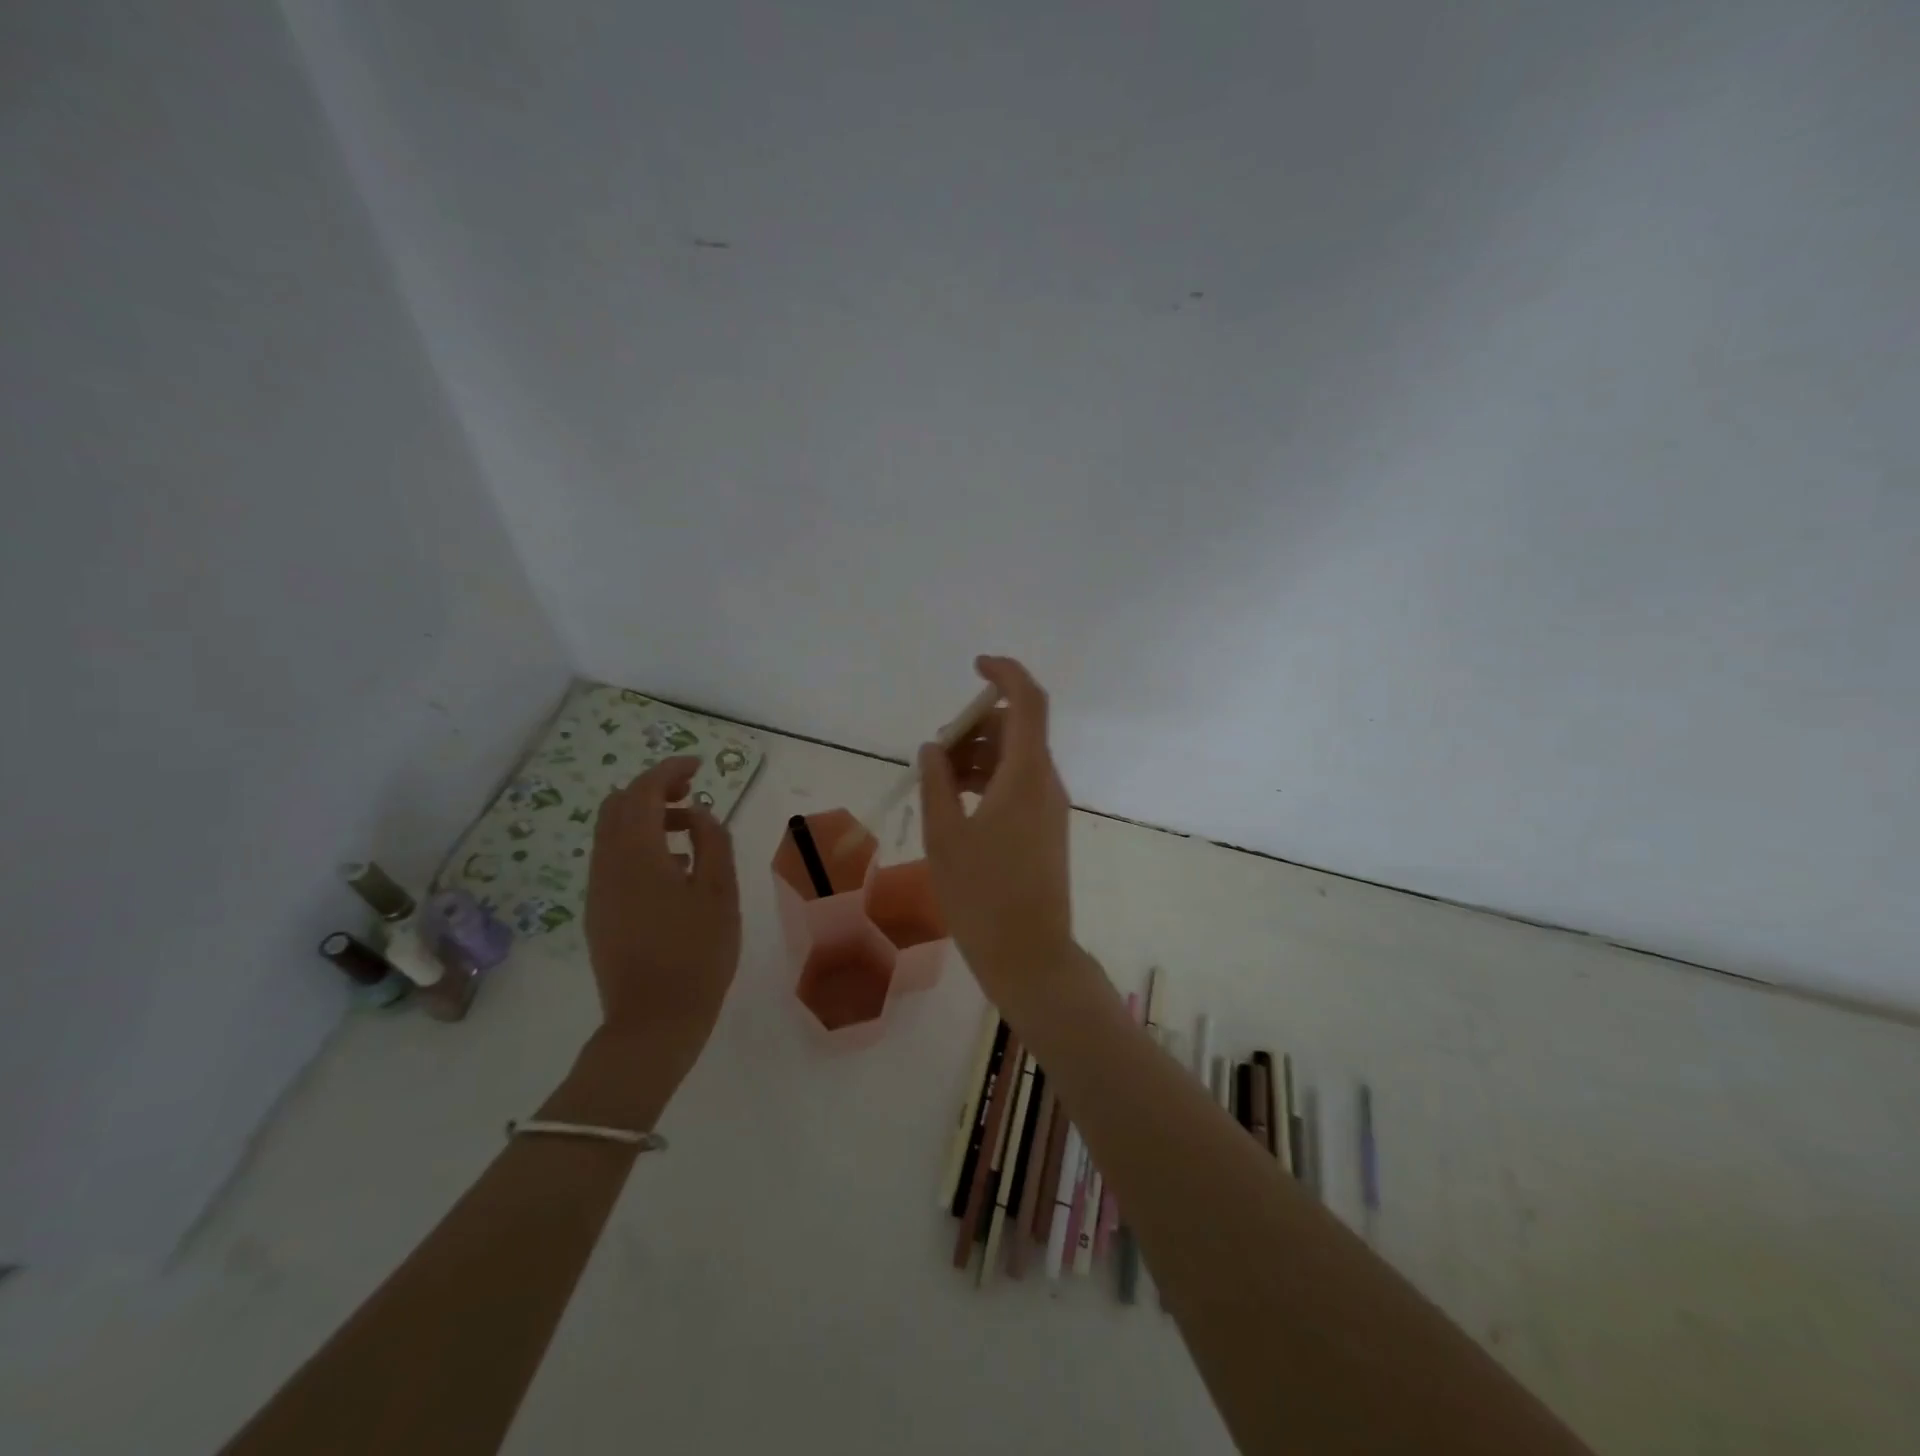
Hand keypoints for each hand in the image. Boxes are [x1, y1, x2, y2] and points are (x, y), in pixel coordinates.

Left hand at [584, 756, 740, 1040]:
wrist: (653, 1021)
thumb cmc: (697, 953)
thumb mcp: (720, 893)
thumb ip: (712, 842)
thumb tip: (699, 814)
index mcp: (637, 854)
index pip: (643, 792)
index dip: (669, 770)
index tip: (698, 765)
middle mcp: (607, 865)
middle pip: (618, 806)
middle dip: (653, 789)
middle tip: (691, 792)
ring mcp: (598, 890)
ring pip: (611, 833)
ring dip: (646, 818)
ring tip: (689, 832)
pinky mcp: (598, 912)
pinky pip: (612, 859)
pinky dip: (638, 845)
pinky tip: (673, 869)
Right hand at [919, 657, 1075, 1012]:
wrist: (1030, 955)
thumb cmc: (981, 895)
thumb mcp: (944, 835)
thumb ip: (936, 783)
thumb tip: (933, 749)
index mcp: (1026, 775)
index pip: (1028, 701)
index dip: (1005, 673)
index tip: (973, 665)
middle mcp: (1046, 782)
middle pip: (1018, 729)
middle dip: (976, 726)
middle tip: (937, 753)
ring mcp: (1049, 807)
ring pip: (1016, 759)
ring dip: (979, 756)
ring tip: (939, 783)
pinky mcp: (1046, 829)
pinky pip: (1019, 785)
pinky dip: (989, 780)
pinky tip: (957, 805)